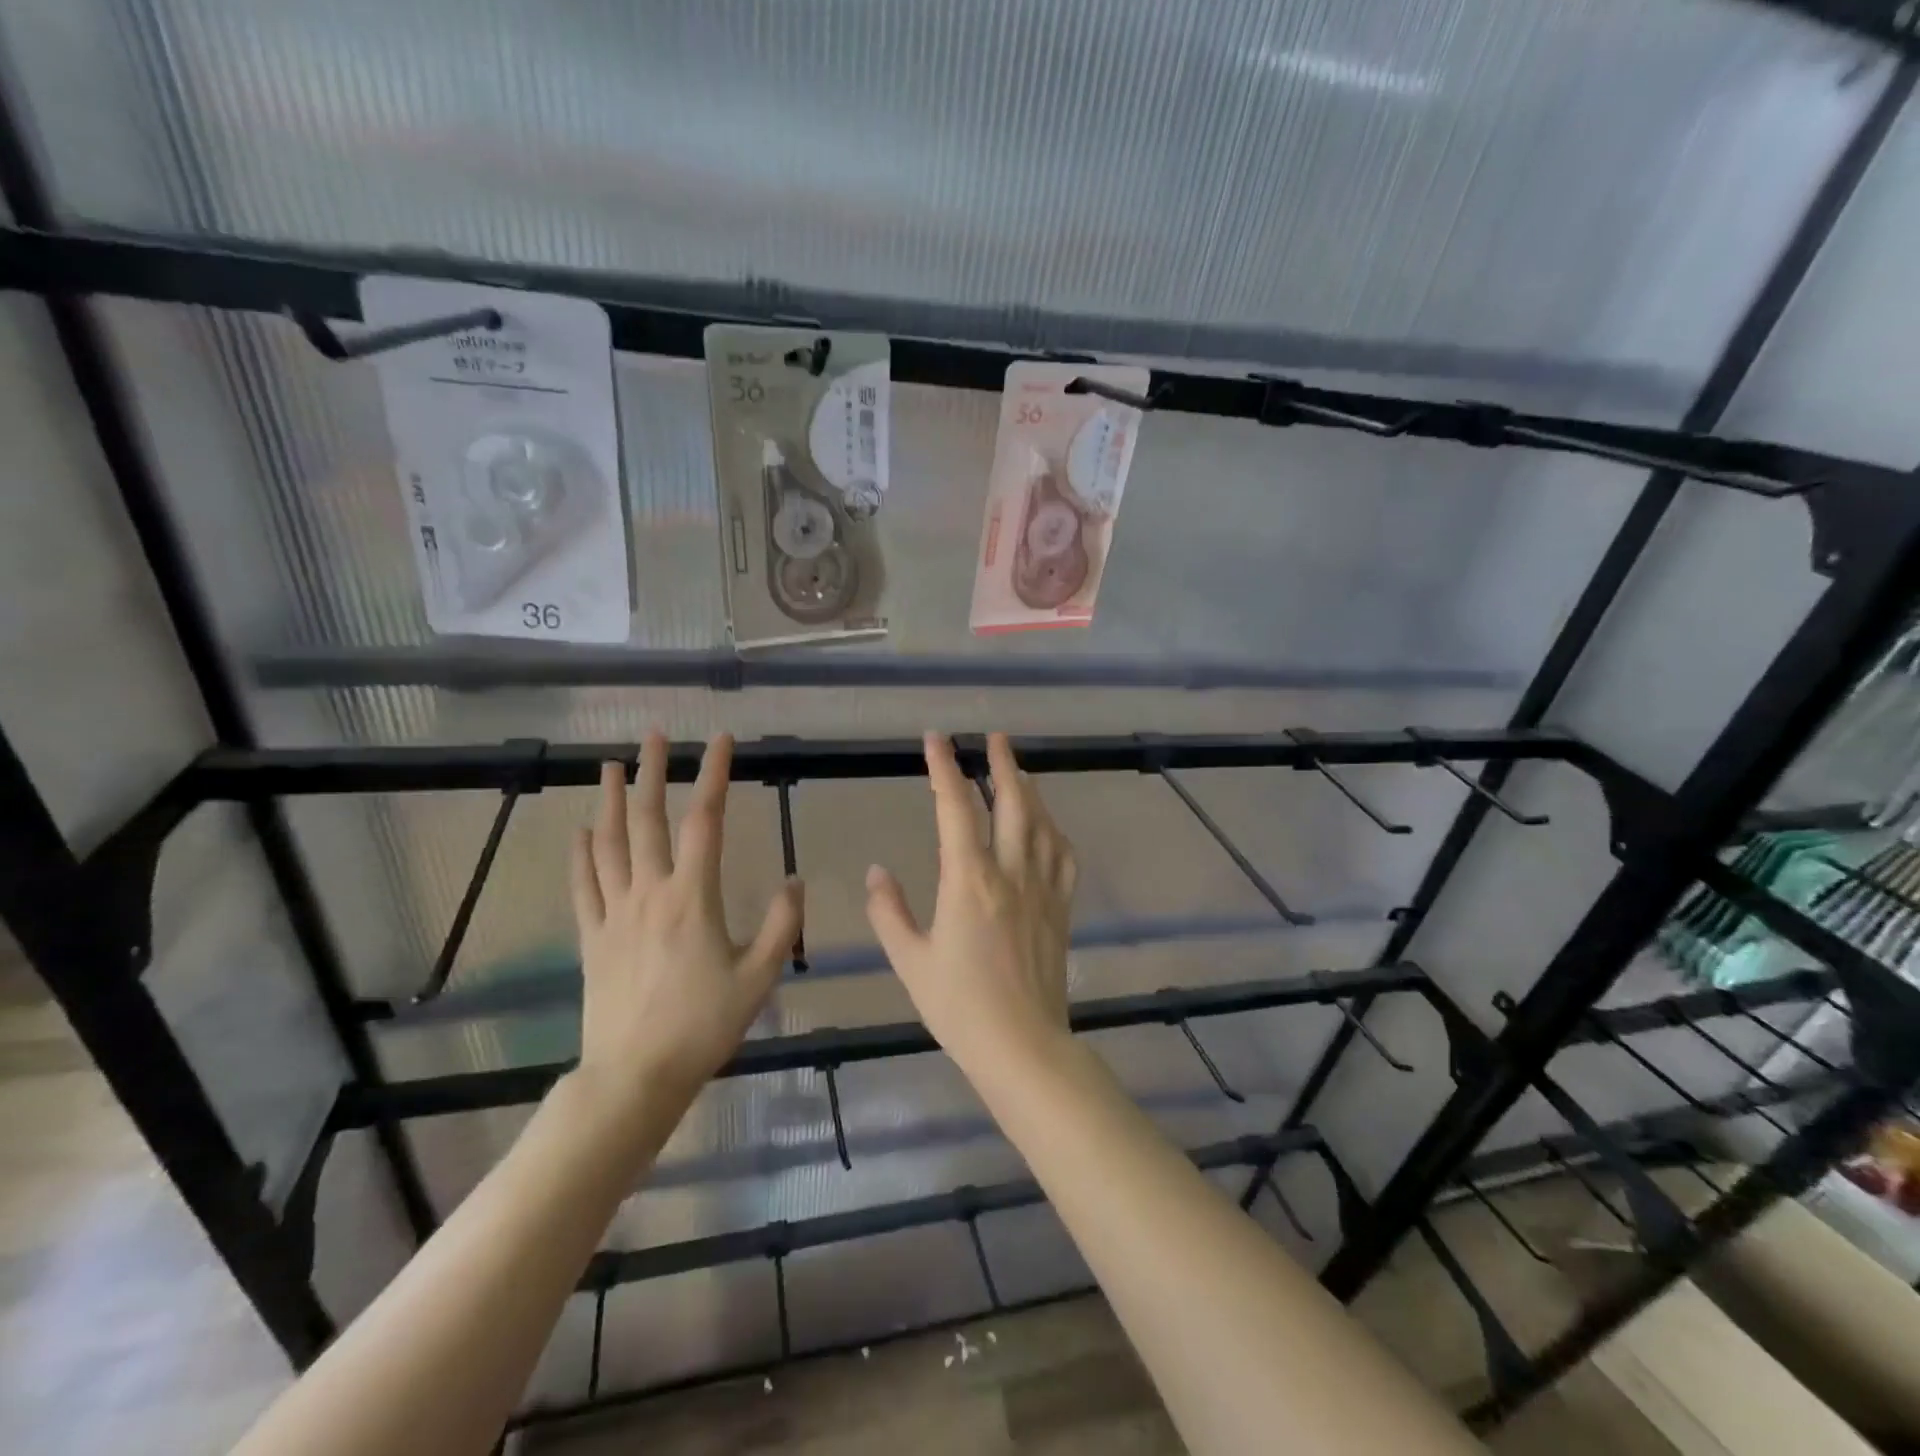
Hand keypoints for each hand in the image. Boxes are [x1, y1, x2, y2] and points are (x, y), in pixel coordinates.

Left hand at [569, 733, 802, 1119]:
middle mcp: (650, 893)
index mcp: (693, 898)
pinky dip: (581, 854)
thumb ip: (780, 925)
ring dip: (609, 801)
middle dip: (650, 772)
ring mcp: (614, 914)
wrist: (635, 1077)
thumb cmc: (704, 1026)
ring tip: (609, 766)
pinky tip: (581, 831)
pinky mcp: (592, 938)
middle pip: (646, 820)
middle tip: (653, 736)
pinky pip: (584, 885)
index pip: (704, 821)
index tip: (720, 740)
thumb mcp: (759, 977)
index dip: (713, 775)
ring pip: (608, 844)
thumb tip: (795, 880)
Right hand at [865, 733, 1076, 1078]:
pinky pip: (1063, 856)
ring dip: (1030, 790)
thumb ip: (888, 912)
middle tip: (994, 736)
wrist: (1023, 1045)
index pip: (955, 808)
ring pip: (1042, 823)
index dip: (944, 768)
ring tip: (1018, 771)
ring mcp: (1042, 889)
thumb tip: (876, 872)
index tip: (937, 739)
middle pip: (1012, 802)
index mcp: (968, 880)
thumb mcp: (910, 961)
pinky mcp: (1061, 908)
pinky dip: (1054, 831)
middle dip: (1002, 763)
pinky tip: (1048, 827)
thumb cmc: (959, 1006)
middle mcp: (1010, 872)